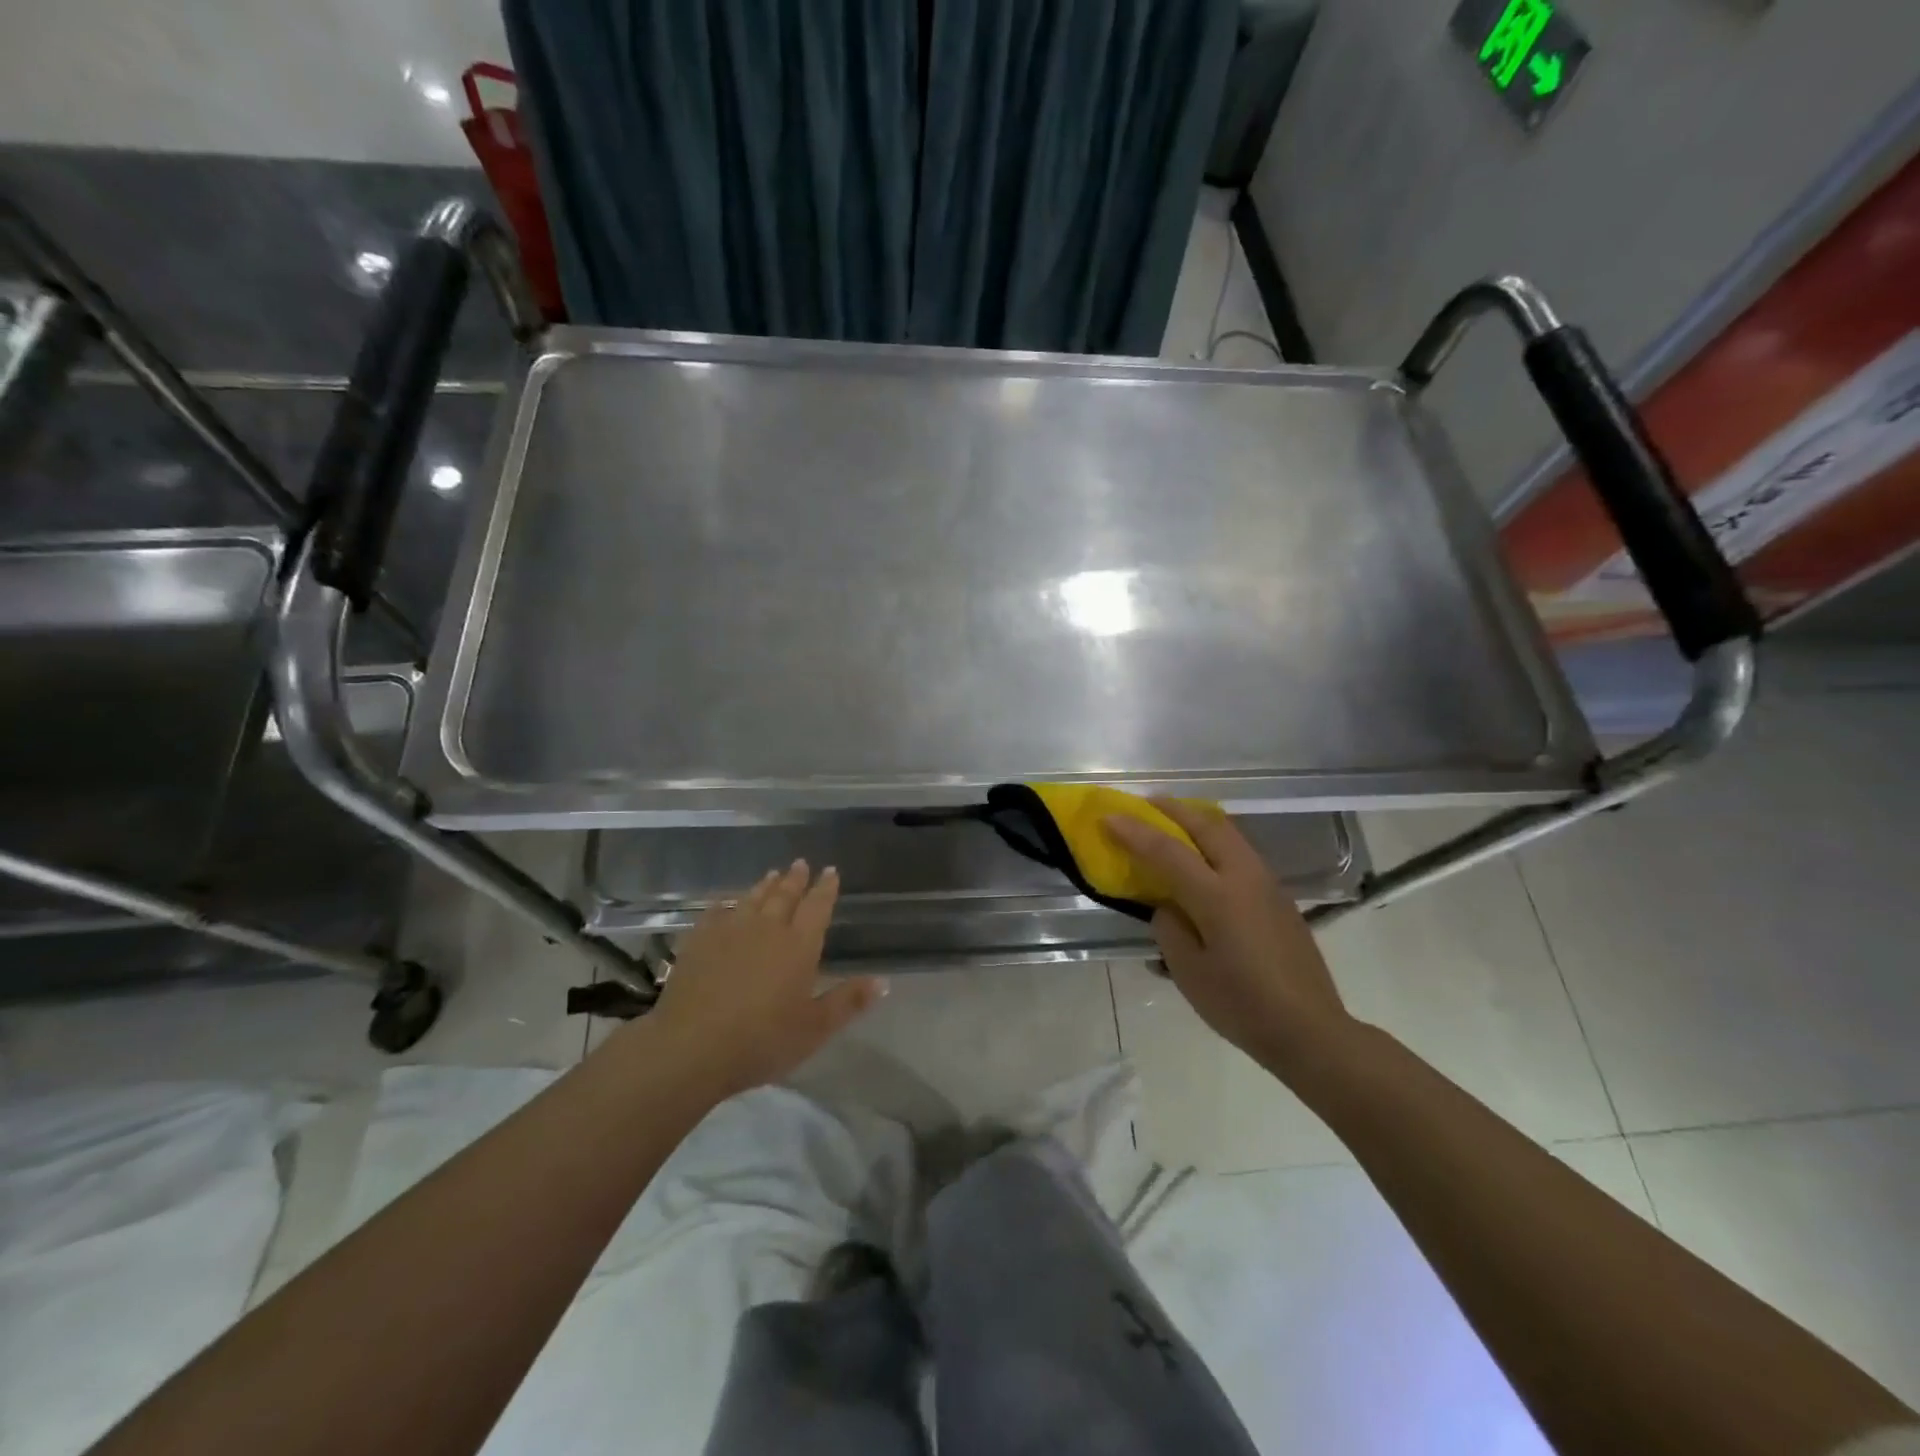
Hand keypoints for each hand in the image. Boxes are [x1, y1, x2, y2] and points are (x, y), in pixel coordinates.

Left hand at [647, 861, 883, 1098]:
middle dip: (795, 879)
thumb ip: (848, 1002)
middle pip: (784, 896)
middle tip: (801, 864)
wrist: (692, 1047)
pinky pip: (716, 912)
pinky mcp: (699, 941)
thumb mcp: (814, 1028)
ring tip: (772, 874)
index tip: (831, 871)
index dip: (826, 888)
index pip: (817, 907)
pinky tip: (726, 902)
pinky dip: (726, 903)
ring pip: (752, 898)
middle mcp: (767, 928)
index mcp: (799, 945)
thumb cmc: (762, 1040)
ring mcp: (730, 931)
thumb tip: (883, 980)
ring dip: (765, 886)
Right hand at [1104, 801, 1352, 1071]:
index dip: (1134, 831)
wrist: (1310, 1030)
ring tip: (1172, 823)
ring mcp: (1267, 884)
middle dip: (1172, 810)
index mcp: (1217, 897)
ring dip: (1197, 821)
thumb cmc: (1242, 1005)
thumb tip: (1169, 907)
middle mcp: (1244, 878)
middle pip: (1206, 825)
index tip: (1108, 816)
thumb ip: (1170, 929)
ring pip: (1228, 834)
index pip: (1167, 851)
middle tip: (1146, 804)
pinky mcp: (1279, 897)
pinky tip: (1203, 857)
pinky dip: (1215, 841)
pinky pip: (1241, 853)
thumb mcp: (1189, 973)